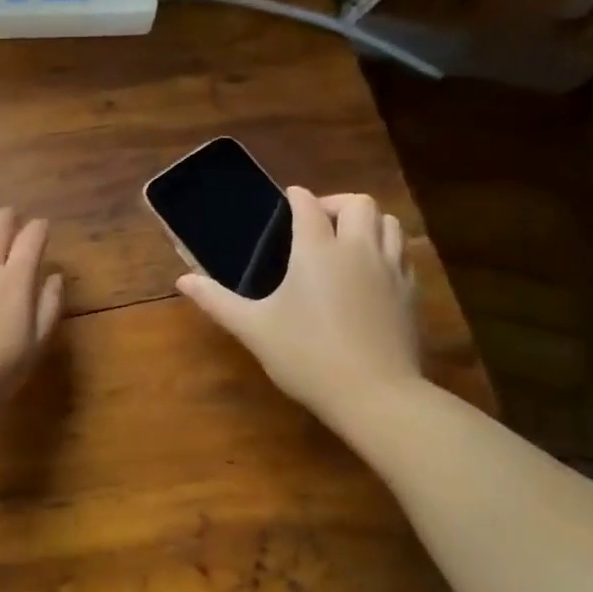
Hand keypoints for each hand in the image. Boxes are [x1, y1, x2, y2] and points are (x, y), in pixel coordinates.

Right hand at [177, 187, 421, 432]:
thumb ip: (217, 301)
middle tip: (317, 222)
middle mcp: (357, 249)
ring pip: (388, 223)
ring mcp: (389, 270)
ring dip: (367, 222)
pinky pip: (402, 253)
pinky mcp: (409, 292)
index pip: (309, 205)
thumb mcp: (253, 329)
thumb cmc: (306, 356)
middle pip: (358, 203)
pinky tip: (369, 271)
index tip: (287, 199)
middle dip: (335, 203)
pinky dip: (386, 248)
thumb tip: (183, 281)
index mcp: (317, 250)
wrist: (374, 394)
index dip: (296, 197)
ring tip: (346, 240)